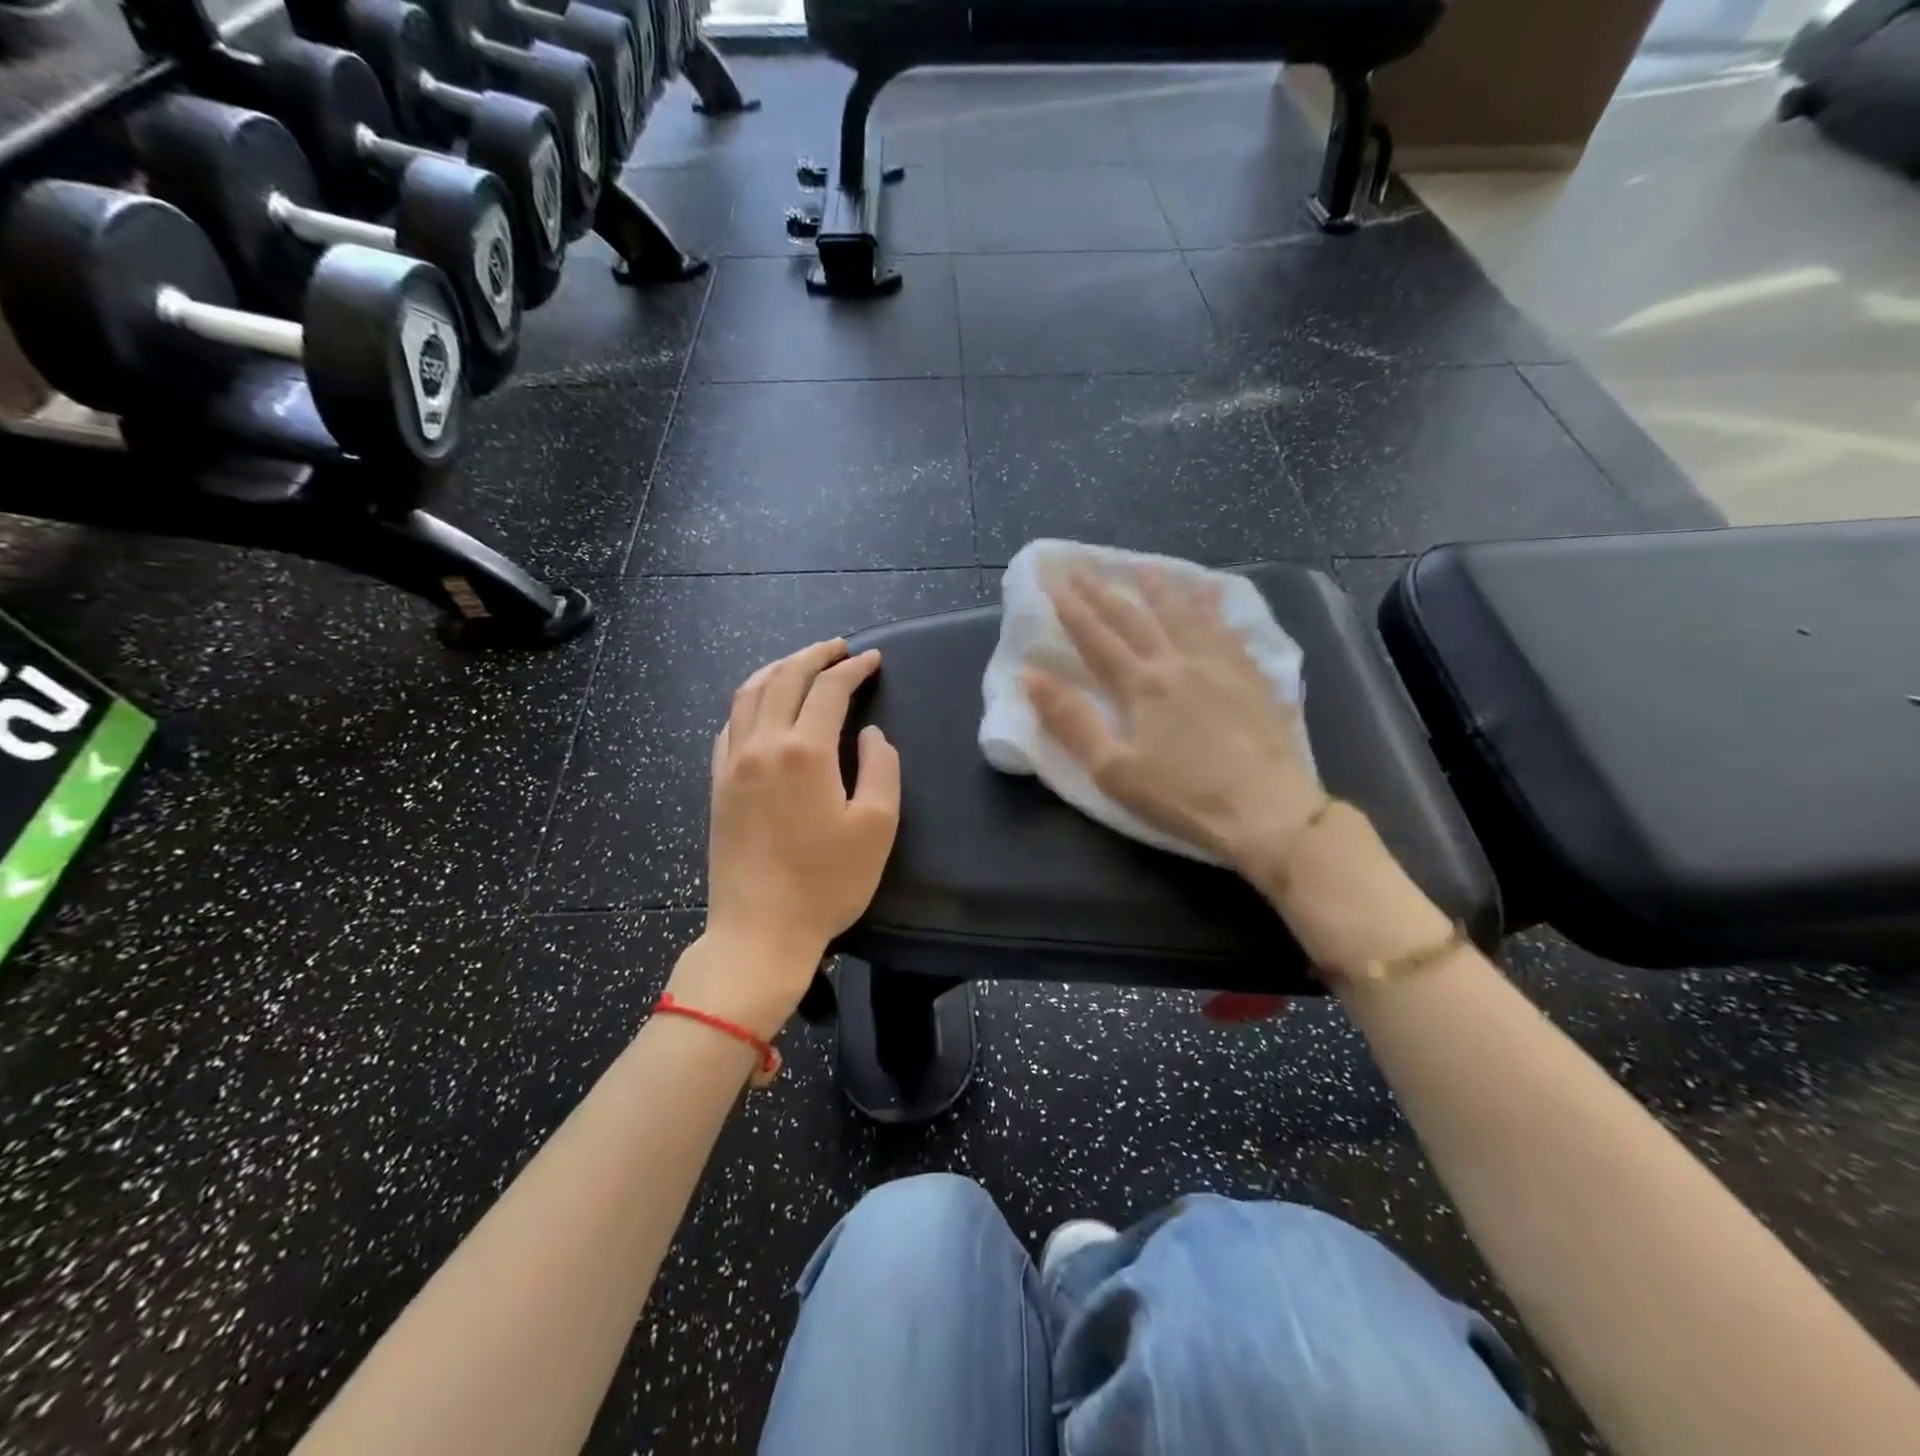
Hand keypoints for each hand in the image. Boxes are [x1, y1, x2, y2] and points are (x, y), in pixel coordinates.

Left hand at [671, 640, 900, 1037]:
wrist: (759, 931)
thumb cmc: (826, 883)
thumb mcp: (876, 826)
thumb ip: (881, 768)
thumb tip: (871, 734)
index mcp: (804, 751)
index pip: (829, 690)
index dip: (853, 669)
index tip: (872, 660)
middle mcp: (762, 745)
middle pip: (784, 678)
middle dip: (813, 655)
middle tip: (839, 648)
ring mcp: (731, 764)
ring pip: (748, 694)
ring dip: (777, 670)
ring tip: (801, 664)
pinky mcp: (716, 786)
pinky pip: (728, 726)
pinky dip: (748, 702)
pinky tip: (760, 709)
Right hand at [1024, 565, 1326, 888]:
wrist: (1268, 812)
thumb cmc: (1183, 798)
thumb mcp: (1113, 770)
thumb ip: (1071, 721)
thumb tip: (1030, 676)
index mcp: (1141, 685)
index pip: (1094, 636)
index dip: (1068, 604)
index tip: (1048, 573)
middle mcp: (1178, 662)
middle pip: (1134, 617)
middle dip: (1102, 588)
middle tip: (1080, 562)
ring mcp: (1219, 666)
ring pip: (1183, 613)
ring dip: (1158, 587)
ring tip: (1143, 565)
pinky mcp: (1250, 678)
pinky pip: (1225, 628)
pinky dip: (1211, 606)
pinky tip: (1209, 594)